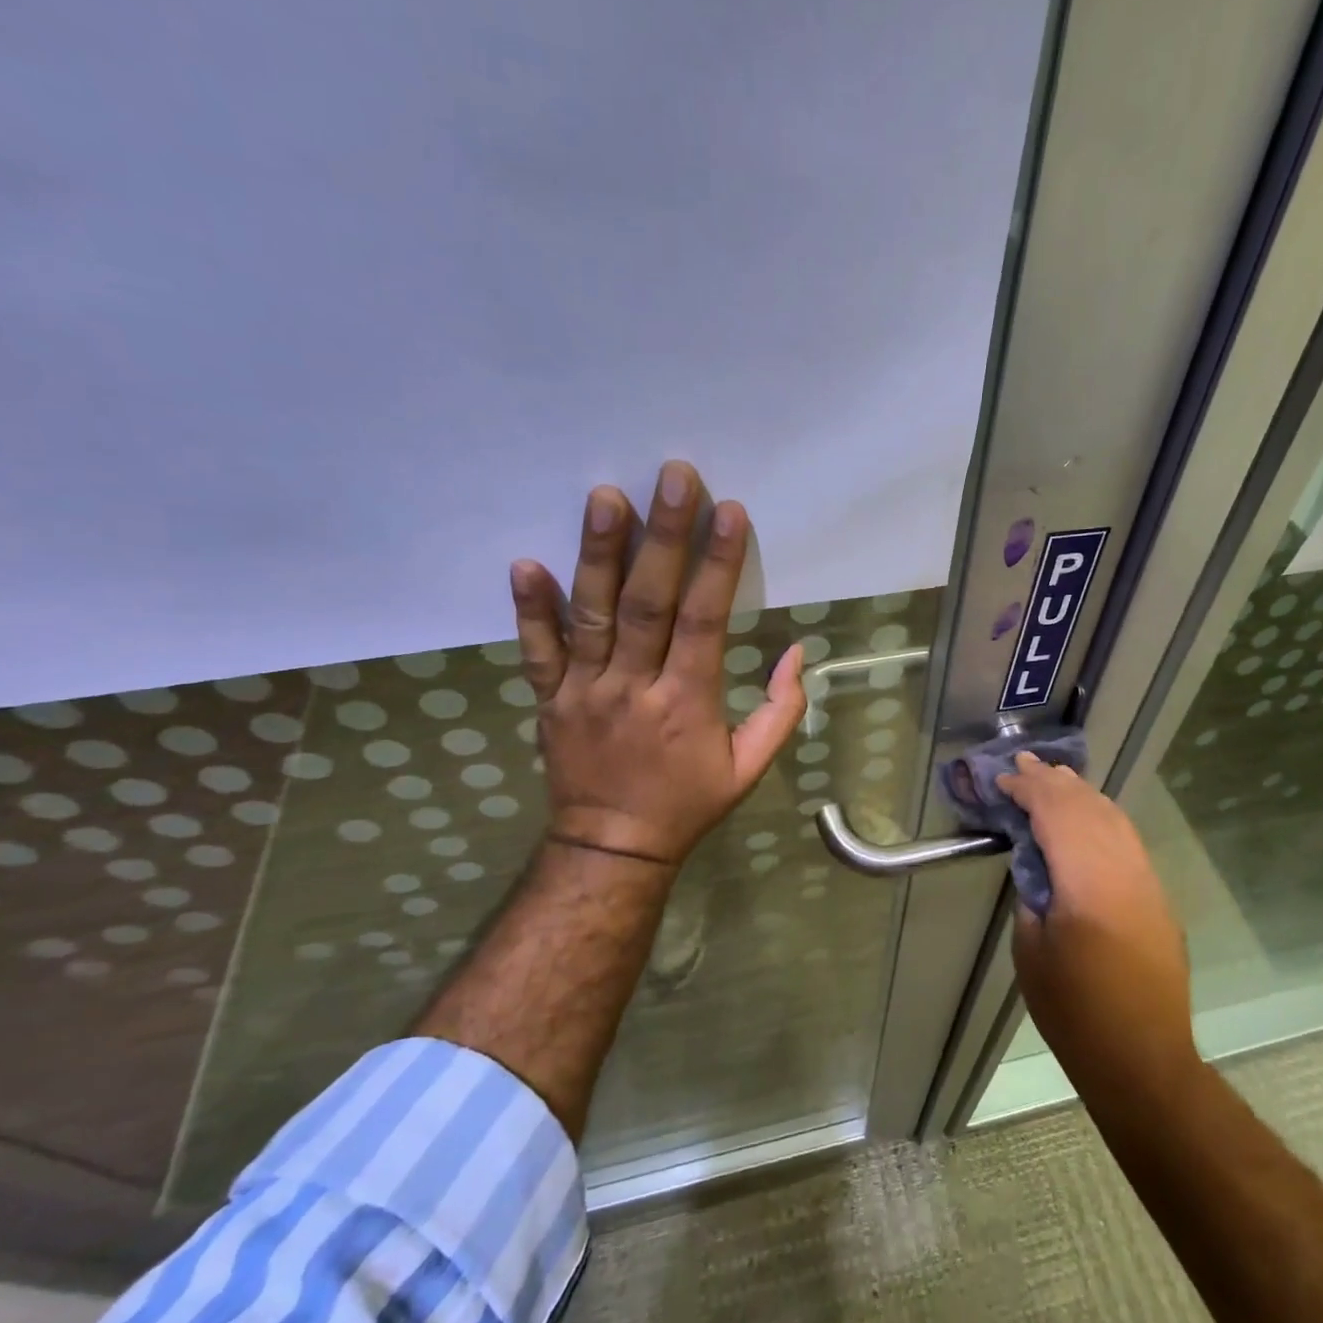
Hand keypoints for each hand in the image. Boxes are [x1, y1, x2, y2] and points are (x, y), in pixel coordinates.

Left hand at [507, 460, 806, 864]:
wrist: (612, 846)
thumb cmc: (688, 803)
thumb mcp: (750, 769)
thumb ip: (781, 712)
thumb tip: (796, 653)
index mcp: (687, 703)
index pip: (704, 621)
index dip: (717, 565)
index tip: (728, 512)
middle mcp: (633, 687)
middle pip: (647, 603)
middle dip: (663, 536)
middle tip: (672, 476)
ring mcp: (584, 691)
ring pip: (591, 614)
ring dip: (597, 553)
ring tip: (604, 496)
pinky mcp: (550, 699)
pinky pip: (537, 650)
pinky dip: (530, 609)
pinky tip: (525, 562)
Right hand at [998, 753, 1199, 1102]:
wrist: (1143, 1058)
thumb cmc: (1074, 1010)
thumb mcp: (1032, 949)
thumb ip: (1034, 893)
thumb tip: (1036, 864)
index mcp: (1087, 882)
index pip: (1056, 815)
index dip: (1027, 791)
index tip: (1002, 780)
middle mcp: (1124, 870)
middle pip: (1087, 807)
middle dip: (1053, 782)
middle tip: (1024, 762)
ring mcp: (1147, 881)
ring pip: (1114, 818)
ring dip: (1082, 794)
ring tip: (1055, 776)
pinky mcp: (1157, 897)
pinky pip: (1127, 840)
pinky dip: (1103, 816)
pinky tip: (1089, 815)